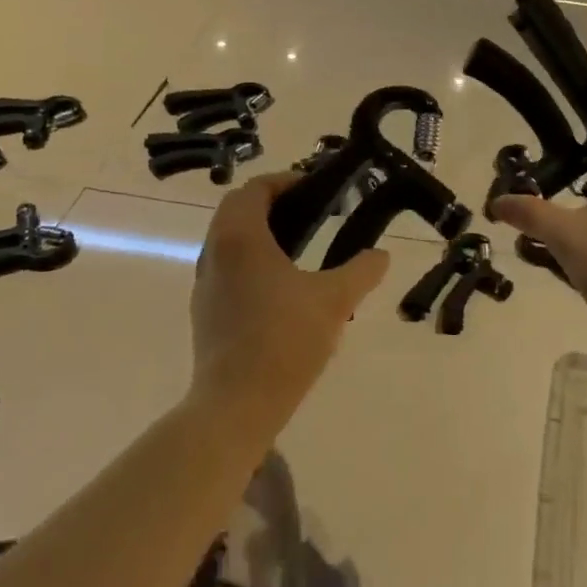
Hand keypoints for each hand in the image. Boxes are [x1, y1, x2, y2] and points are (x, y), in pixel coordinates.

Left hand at [190, 174, 390, 414]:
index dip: (285, 181)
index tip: (316, 189)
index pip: (255, 189)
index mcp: (240, 237)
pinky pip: (227, 267)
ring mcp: (205, 283)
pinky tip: (282, 285)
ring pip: (229, 239)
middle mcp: (215, 252)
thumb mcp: (334, 301)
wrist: (236, 405)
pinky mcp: (205, 311)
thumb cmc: (284, 340)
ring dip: (260, 232)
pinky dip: (251, 259)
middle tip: (310, 213)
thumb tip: (381, 255)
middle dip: (272, 204)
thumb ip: (361, 271)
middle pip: (237, 210)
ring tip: (300, 246)